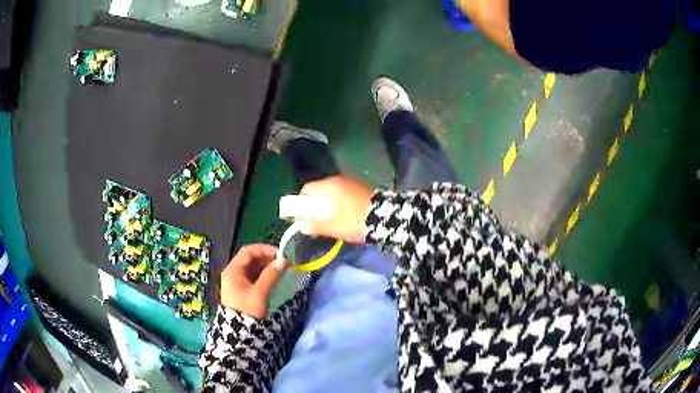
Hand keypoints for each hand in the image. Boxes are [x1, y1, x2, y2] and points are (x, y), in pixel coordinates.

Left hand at [220, 244, 286, 319]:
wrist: (238, 332)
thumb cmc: (247, 309)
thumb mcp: (260, 292)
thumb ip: (271, 275)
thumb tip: (284, 260)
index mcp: (233, 270)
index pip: (248, 251)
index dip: (264, 250)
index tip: (280, 254)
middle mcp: (232, 272)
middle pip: (250, 258)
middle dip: (266, 258)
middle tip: (283, 262)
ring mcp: (236, 281)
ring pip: (252, 267)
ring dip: (266, 266)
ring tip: (281, 269)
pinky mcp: (241, 289)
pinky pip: (252, 276)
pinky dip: (263, 274)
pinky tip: (273, 278)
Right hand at [298, 175, 373, 242]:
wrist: (384, 218)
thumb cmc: (353, 221)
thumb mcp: (332, 227)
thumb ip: (314, 225)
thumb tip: (300, 224)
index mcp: (327, 186)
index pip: (306, 190)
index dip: (301, 204)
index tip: (302, 217)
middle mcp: (337, 180)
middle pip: (319, 191)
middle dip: (315, 205)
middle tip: (316, 221)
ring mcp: (350, 182)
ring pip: (331, 193)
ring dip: (327, 205)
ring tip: (330, 221)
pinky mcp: (360, 188)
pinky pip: (342, 194)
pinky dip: (338, 203)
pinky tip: (343, 216)